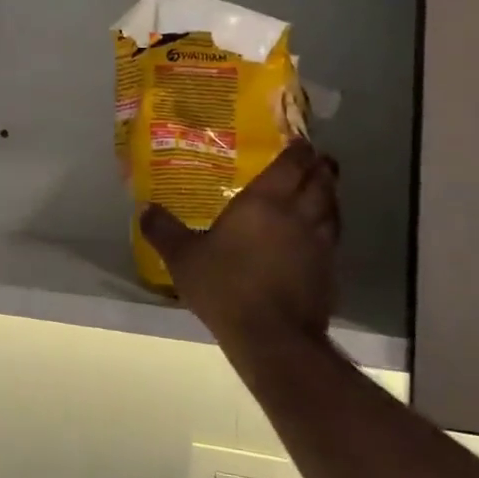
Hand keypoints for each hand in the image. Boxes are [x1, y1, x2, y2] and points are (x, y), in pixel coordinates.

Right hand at [139, 141, 341, 375]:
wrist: (272, 336)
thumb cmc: (225, 286)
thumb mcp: (183, 258)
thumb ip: (164, 231)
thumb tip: (145, 208)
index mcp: (265, 202)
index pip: (291, 164)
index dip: (298, 150)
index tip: (299, 141)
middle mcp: (298, 214)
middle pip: (321, 181)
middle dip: (320, 167)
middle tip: (315, 160)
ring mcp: (319, 243)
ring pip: (333, 208)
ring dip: (329, 195)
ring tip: (321, 191)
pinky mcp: (329, 271)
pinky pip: (333, 238)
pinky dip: (328, 228)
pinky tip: (316, 237)